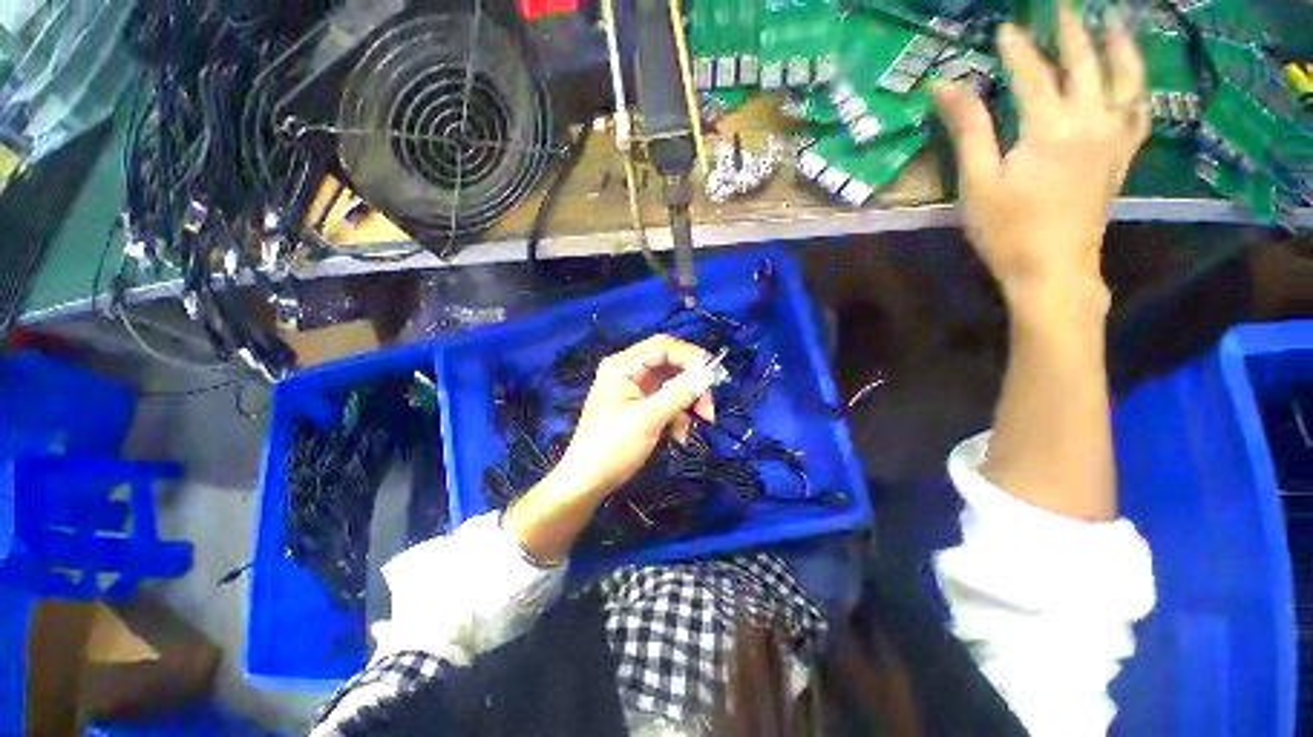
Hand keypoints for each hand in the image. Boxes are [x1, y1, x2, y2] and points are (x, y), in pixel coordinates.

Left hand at [553, 334, 717, 499]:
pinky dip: (679, 416)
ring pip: (673, 384)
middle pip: (671, 364)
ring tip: (700, 423)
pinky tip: (680, 436)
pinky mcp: (641, 407)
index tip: (715, 377)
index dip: (691, 357)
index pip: (663, 347)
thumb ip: (679, 394)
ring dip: (689, 402)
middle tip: (709, 406)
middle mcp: (629, 371)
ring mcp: (635, 390)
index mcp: (622, 365)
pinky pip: (668, 402)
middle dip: (693, 383)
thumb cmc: (612, 448)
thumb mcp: (647, 419)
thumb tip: (709, 374)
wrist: (586, 483)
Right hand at [932, 6, 1149, 306]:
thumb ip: (968, 129)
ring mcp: (1113, 139)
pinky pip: (1140, 113)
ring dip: (1120, 46)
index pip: (1033, 73)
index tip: (1003, 28)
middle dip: (1072, 30)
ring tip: (1115, 20)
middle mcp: (1090, 122)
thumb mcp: (977, 182)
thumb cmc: (1007, 230)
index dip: (1017, 49)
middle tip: (1062, 5)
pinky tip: (1136, 75)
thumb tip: (945, 86)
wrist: (1053, 269)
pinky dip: (1140, 87)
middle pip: (1084, 64)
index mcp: (1050, 128)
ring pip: (1126, 80)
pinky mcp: (1122, 158)